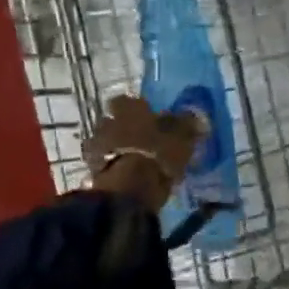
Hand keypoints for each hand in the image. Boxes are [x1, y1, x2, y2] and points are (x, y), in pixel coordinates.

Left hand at [81, 95, 203, 213]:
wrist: (130, 188)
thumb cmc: (158, 154)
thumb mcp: (182, 138)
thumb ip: (187, 125)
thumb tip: (197, 117)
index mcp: (128, 108)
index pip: (128, 100)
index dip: (137, 109)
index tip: (148, 118)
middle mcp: (108, 121)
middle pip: (114, 120)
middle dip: (125, 128)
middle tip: (141, 140)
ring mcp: (97, 145)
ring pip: (107, 141)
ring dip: (117, 148)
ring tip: (134, 161)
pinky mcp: (92, 169)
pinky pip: (103, 163)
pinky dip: (112, 166)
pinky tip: (126, 175)